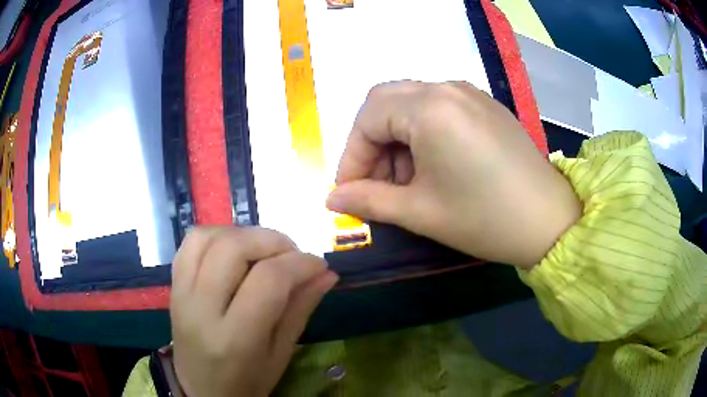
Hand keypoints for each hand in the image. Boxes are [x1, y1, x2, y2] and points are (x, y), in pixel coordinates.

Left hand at [171, 227, 337, 396]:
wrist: (201, 391)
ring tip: (264, 250)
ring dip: (243, 234)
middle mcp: (201, 310)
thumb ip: (301, 309)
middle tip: (292, 254)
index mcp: (234, 339)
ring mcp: (181, 294)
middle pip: (233, 249)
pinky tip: (235, 249)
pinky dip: (217, 235)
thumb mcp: (281, 354)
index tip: (319, 264)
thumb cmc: (247, 382)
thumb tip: (327, 273)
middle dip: (272, 241)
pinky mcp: (173, 286)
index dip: (300, 264)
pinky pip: (190, 244)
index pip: (268, 281)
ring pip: (207, 238)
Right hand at [327, 81, 580, 268]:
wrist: (549, 222)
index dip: (351, 157)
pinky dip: (421, 132)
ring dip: (396, 138)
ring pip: (411, 103)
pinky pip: (438, 107)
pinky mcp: (485, 106)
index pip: (367, 120)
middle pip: (385, 102)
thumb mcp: (420, 212)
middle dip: (371, 143)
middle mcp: (447, 88)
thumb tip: (332, 199)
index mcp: (429, 108)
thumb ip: (369, 200)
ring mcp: (470, 94)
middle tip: (375, 183)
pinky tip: (432, 165)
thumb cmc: (484, 218)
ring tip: (405, 181)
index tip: (349, 192)